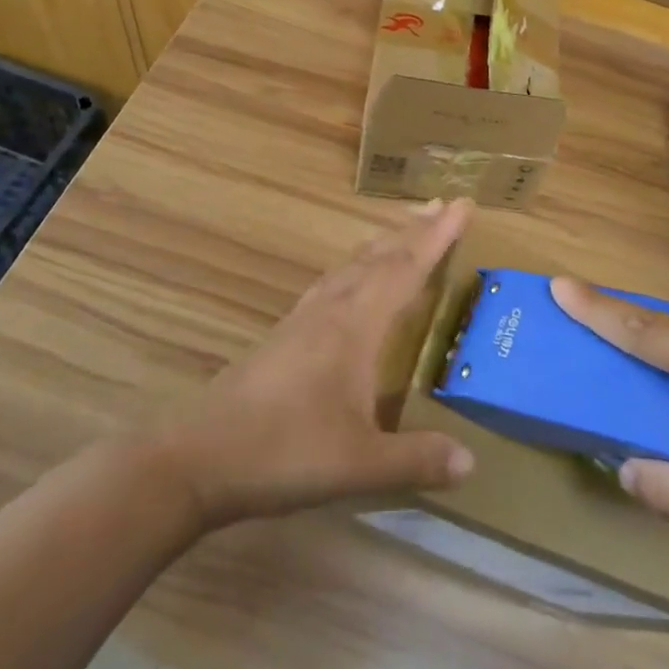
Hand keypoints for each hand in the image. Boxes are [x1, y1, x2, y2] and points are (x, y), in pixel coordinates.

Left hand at [162, 200, 476, 527]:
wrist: (197, 458)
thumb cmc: (283, 452)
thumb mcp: (359, 464)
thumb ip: (416, 460)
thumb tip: (471, 461)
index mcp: (355, 327)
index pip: (406, 269)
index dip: (437, 237)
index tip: (462, 205)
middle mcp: (331, 310)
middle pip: (379, 257)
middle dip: (414, 230)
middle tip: (443, 204)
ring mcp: (303, 320)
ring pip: (351, 266)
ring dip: (383, 243)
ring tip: (403, 230)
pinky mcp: (283, 335)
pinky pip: (331, 283)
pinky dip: (355, 267)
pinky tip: (350, 281)